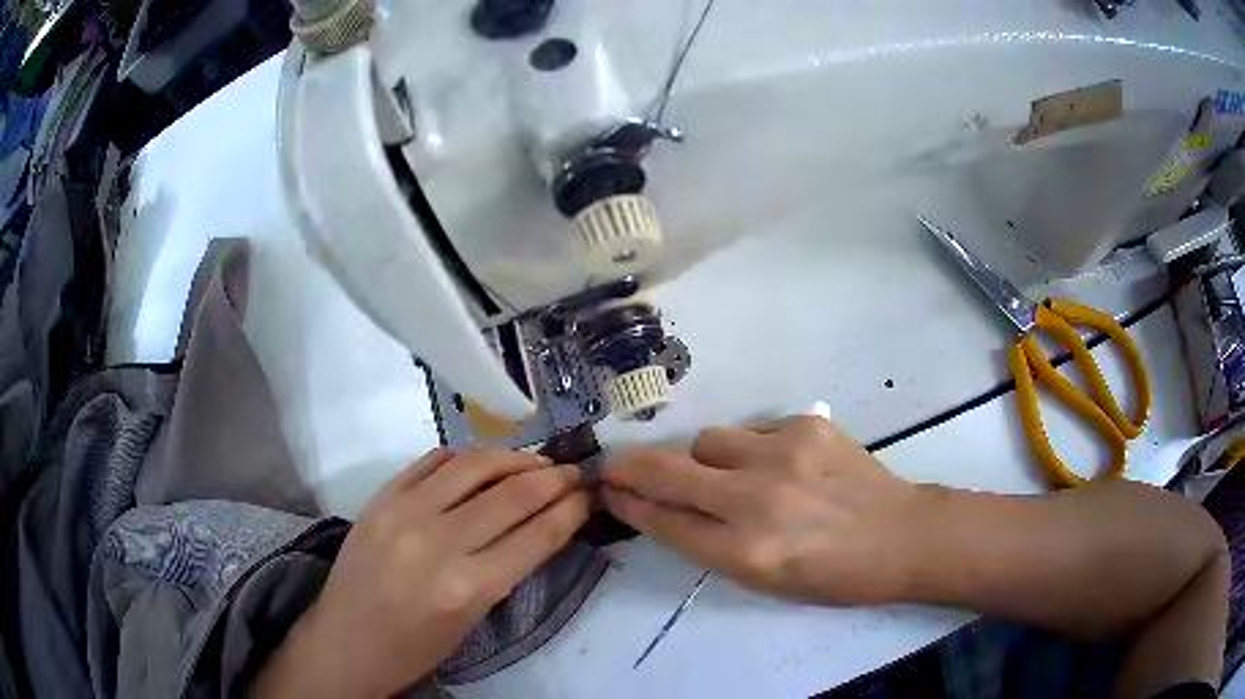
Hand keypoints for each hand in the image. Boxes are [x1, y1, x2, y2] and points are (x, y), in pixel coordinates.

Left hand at [253, 448, 589, 697]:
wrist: (345, 641)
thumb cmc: (414, 647)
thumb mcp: (472, 620)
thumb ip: (505, 569)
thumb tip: (540, 523)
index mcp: (467, 588)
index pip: (536, 534)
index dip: (571, 509)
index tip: (589, 493)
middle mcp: (436, 543)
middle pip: (511, 494)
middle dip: (553, 478)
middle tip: (574, 471)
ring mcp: (402, 512)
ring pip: (473, 465)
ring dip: (513, 457)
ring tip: (535, 461)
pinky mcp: (380, 497)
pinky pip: (432, 461)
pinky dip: (465, 457)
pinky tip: (483, 463)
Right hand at [602, 417, 922, 604]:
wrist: (900, 536)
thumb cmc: (833, 576)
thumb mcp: (765, 581)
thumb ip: (713, 546)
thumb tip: (670, 512)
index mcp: (746, 553)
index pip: (666, 522)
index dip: (630, 505)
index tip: (609, 492)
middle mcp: (756, 501)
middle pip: (670, 472)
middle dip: (632, 468)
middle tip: (614, 464)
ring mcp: (782, 455)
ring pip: (708, 441)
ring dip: (703, 459)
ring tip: (728, 474)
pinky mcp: (805, 426)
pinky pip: (752, 431)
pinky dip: (751, 449)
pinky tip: (780, 466)